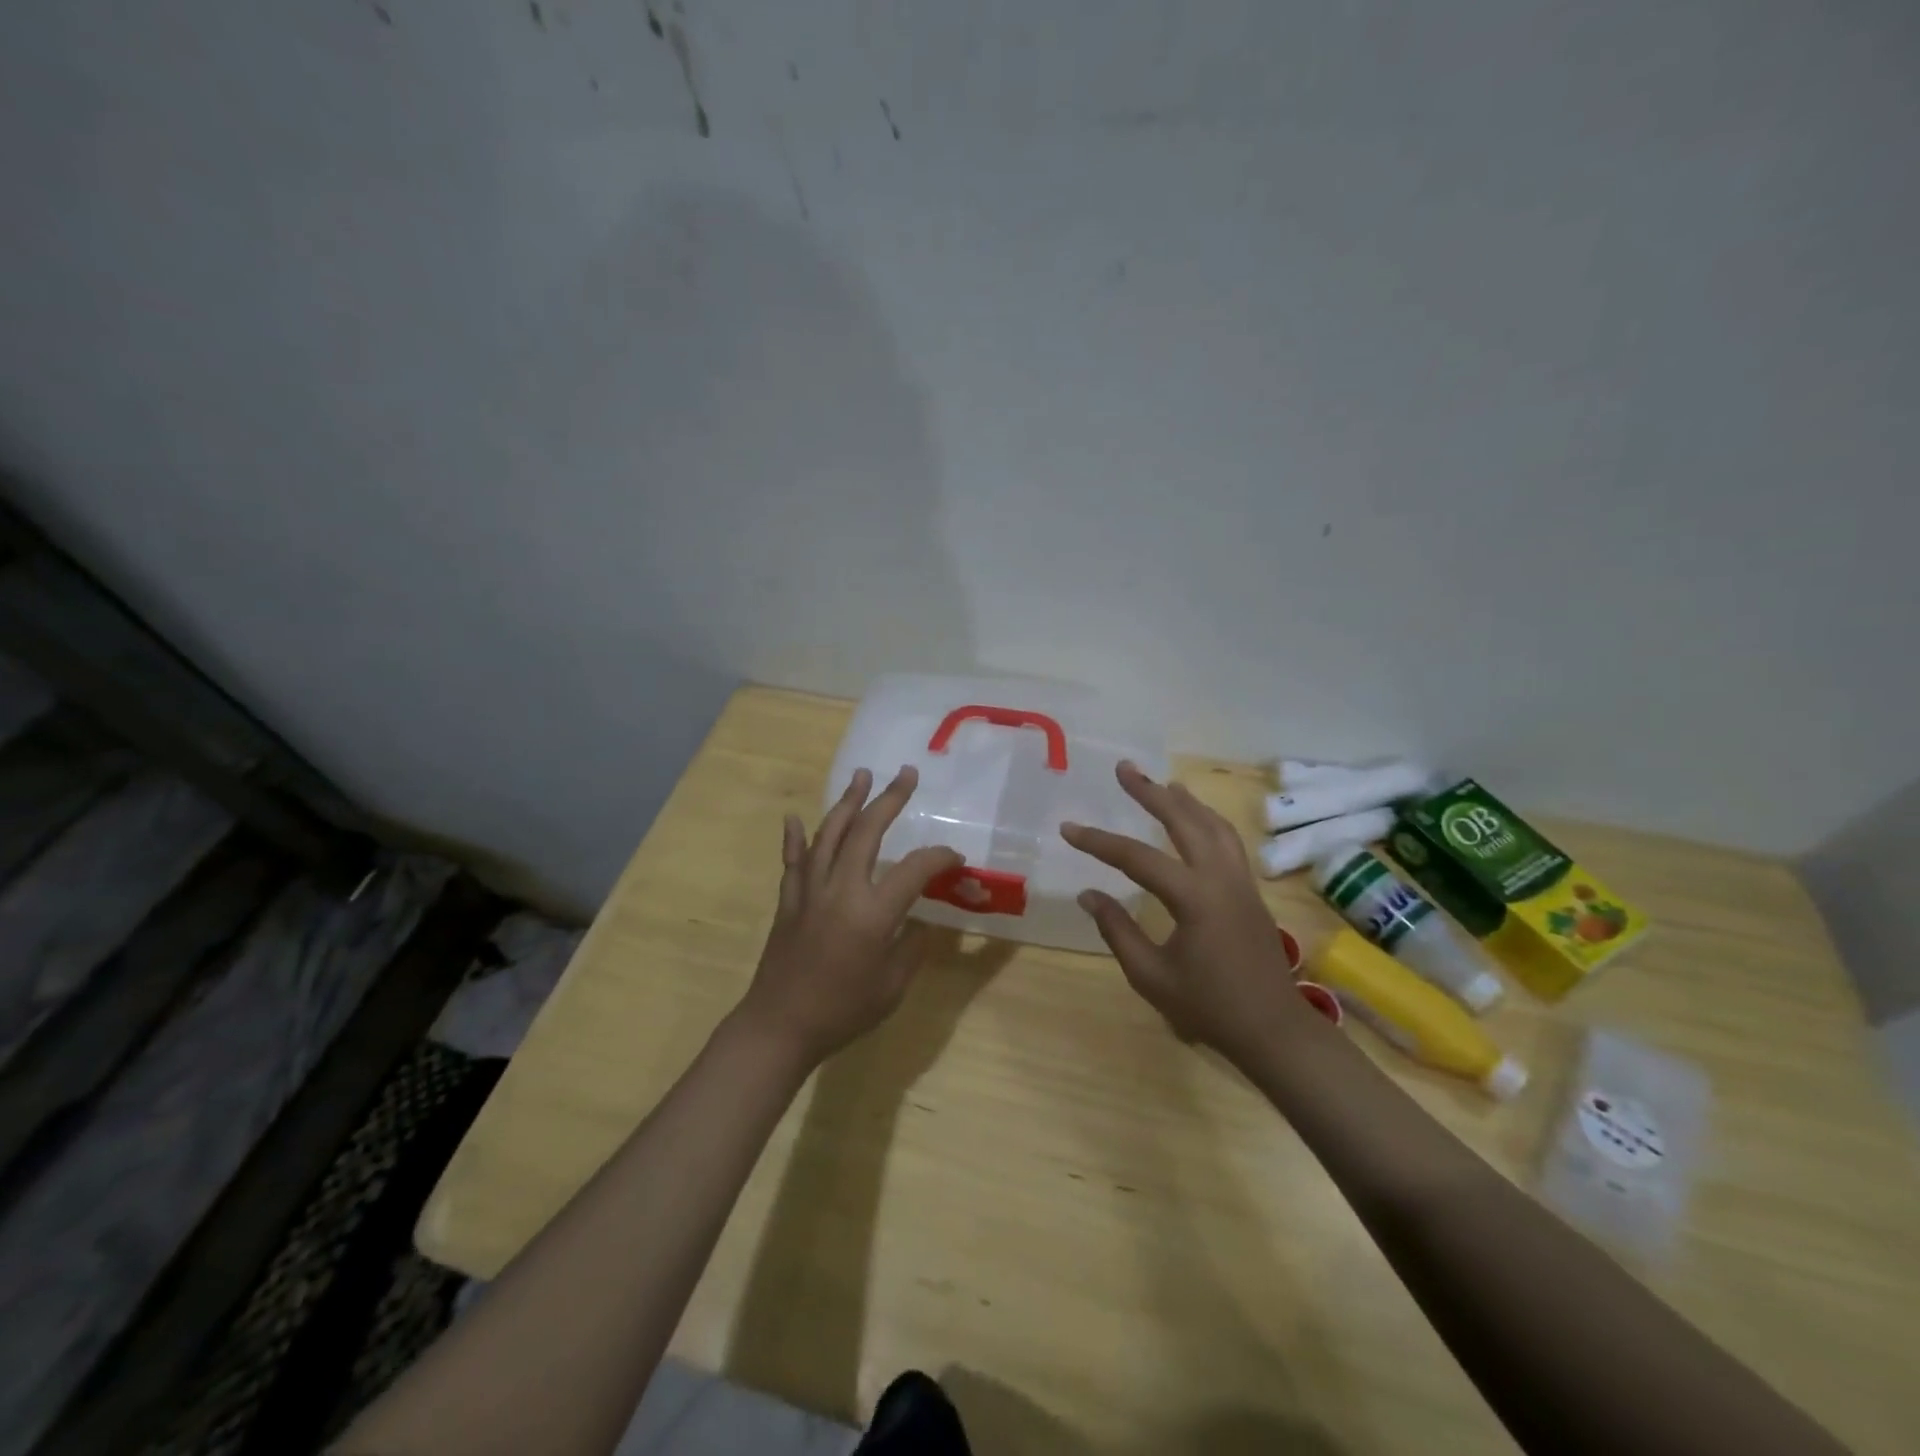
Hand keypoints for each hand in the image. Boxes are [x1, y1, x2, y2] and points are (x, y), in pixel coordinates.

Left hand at [735, 766, 962, 1069]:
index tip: (955, 858)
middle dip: (890, 799)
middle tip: (907, 774)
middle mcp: (842, 889)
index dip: (940, 857)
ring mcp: (810, 891)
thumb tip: (920, 921)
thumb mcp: (893, 986)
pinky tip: (794, 818)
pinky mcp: (788, 900)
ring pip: (829, 834)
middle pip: (867, 831)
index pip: (915, 868)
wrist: (780, 1027)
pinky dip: (794, 837)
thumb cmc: (843, 1011)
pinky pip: (793, 861)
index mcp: (874, 912)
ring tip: (862, 775)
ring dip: (847, 802)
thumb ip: (911, 946)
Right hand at [1061, 761, 1310, 1066]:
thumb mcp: (1150, 975)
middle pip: (1184, 821)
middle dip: (1150, 793)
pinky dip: (1208, 820)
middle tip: (1124, 768)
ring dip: (1185, 801)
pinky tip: (1196, 820)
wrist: (1272, 1029)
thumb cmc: (1208, 1007)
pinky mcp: (1250, 890)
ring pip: (1214, 825)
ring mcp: (1241, 881)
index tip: (1068, 828)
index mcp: (1194, 898)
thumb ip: (1117, 930)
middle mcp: (1220, 878)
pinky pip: (1228, 841)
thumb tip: (1089, 894)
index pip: (1137, 858)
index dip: (1099, 842)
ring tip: (1161, 784)